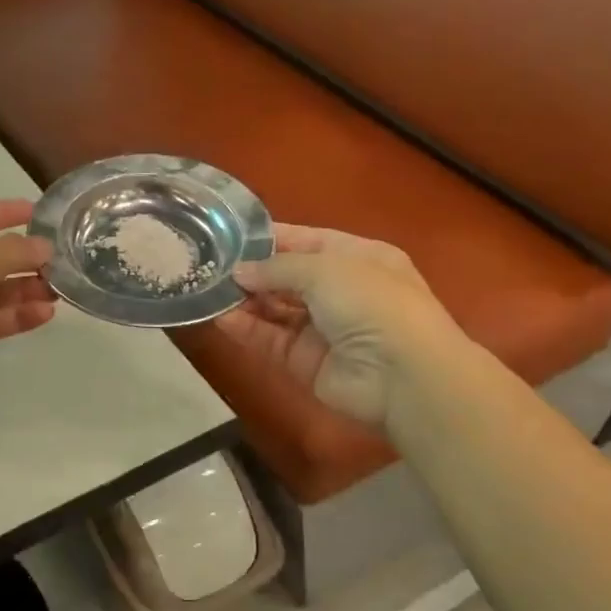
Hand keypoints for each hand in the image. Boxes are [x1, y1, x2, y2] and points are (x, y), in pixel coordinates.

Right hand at [213, 224, 453, 426]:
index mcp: (358, 257)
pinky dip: (248, 329)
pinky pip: (272, 340)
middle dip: (252, 271)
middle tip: (209, 265)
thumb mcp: (325, 269)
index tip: (229, 235)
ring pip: (276, 309)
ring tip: (208, 290)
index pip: (307, 241)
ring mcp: (324, 328)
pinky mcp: (307, 361)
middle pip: (288, 276)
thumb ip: (277, 267)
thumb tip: (239, 272)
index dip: (270, 238)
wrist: (402, 376)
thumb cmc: (371, 303)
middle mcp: (341, 290)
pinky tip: (220, 318)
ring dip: (245, 300)